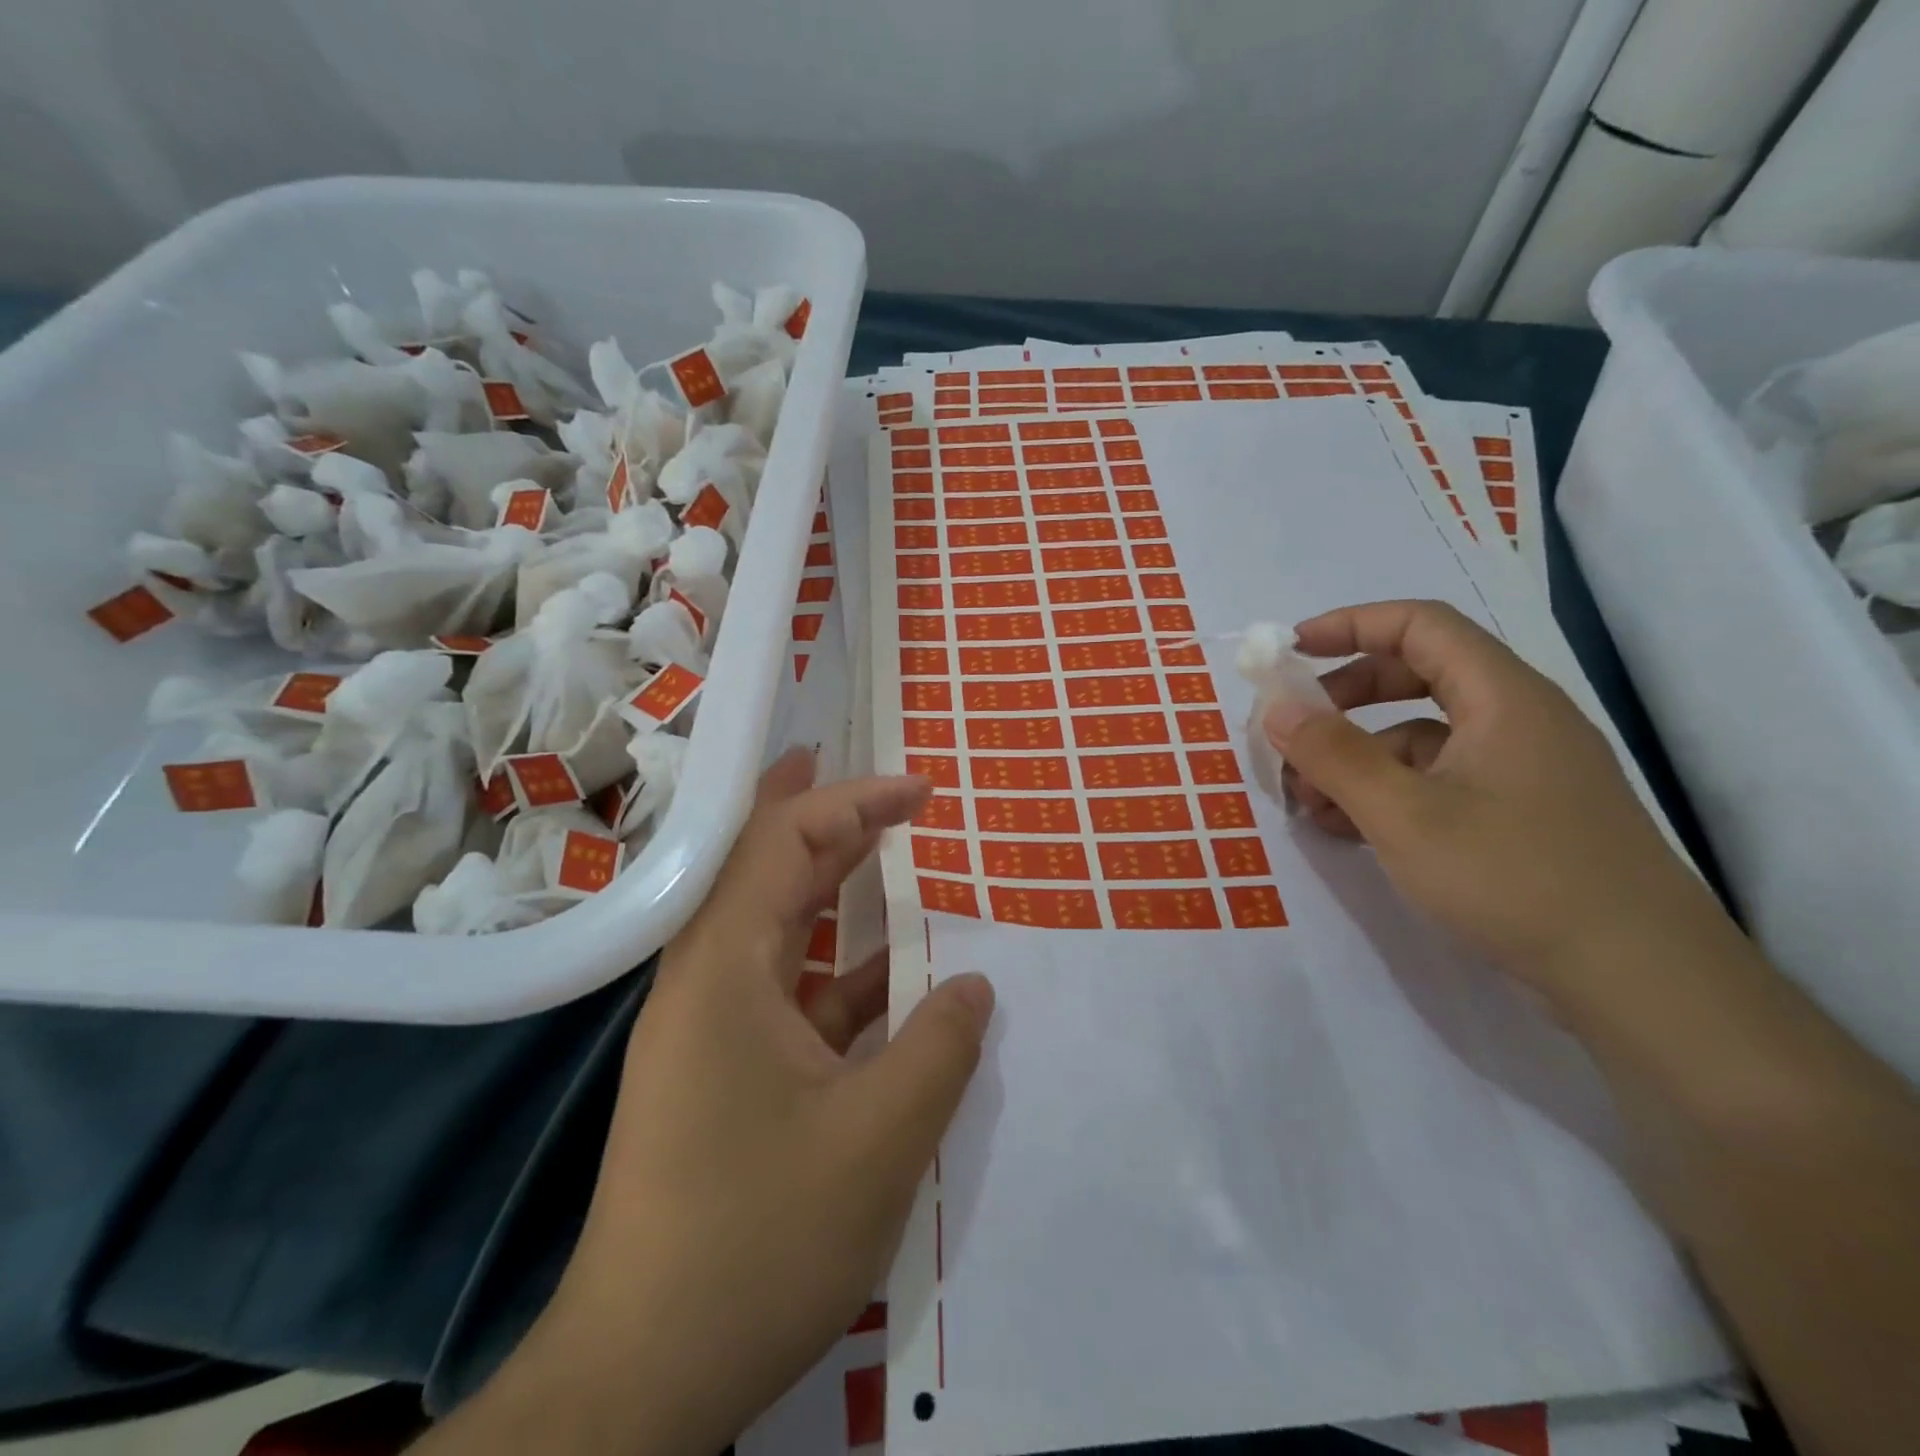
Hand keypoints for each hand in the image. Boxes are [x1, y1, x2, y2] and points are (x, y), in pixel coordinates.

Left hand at [423, 751, 992, 1455]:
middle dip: (837, 823)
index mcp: (725, 969)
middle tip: (901, 796)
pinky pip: (790, 992)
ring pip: (782, 930)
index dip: (853, 802)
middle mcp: (706, 980)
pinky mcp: (723, 1069)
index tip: (917, 788)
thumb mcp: (877, 1139)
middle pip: (772, 871)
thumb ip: (939, 1047)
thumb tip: (975, 984)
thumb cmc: (757, 1241)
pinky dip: (843, 973)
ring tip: (894, 859)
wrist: (644, 1377)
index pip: (784, 843)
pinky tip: (895, 980)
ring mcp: (711, 1026)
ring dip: (838, 893)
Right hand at [1266, 600, 1723, 1002]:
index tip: (1290, 653)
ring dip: (1357, 757)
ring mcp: (1519, 771)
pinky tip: (1346, 830)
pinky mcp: (1517, 816)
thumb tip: (1276, 708)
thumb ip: (1333, 756)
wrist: (1641, 982)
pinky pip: (1437, 781)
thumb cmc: (1516, 878)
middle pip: (1416, 676)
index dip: (1350, 626)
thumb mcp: (1404, 815)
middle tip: (1293, 731)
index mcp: (1502, 697)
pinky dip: (1386, 793)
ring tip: (1307, 802)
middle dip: (1344, 699)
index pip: (1419, 625)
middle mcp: (1515, 720)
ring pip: (1421, 737)